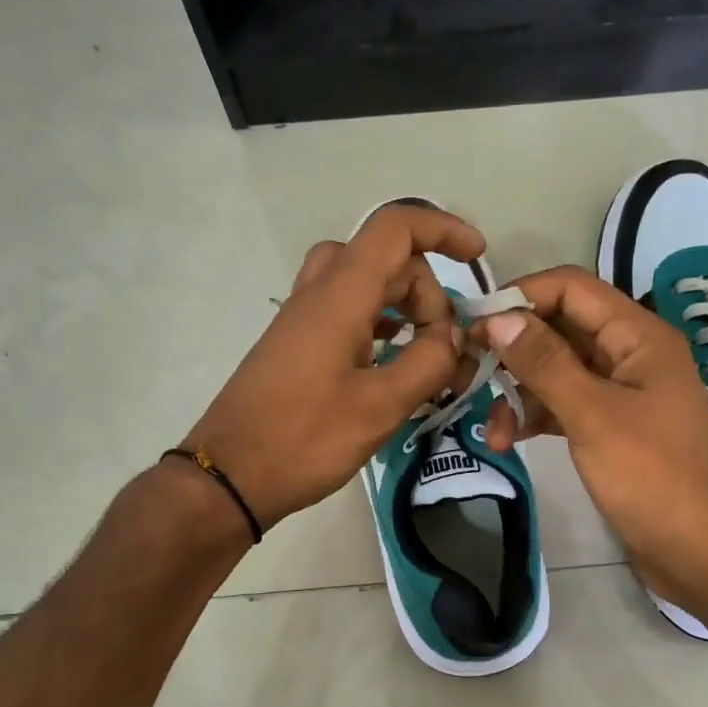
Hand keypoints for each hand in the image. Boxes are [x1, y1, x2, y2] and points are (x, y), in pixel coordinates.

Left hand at [183, 204, 486, 528]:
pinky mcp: (295, 346)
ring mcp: (302, 319)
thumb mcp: (380, 407)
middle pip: (384, 258)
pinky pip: (344, 311)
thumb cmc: (305, 440)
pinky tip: (392, 363)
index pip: (395, 230)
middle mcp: (317, 294)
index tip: (477, 257)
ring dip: (402, 305)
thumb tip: (453, 337)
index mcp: (339, 297)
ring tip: (425, 351)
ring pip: (362, 283)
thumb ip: (427, 363)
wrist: (230, 476)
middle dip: (426, 290)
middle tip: (444, 346)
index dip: (442, 230)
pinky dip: (377, 324)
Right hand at [474, 265, 707, 605]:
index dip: (520, 297)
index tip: (471, 325)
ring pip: (558, 372)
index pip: (571, 289)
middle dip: (513, 350)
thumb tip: (496, 317)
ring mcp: (622, 393)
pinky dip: (536, 417)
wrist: (700, 552)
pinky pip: (565, 406)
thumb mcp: (593, 415)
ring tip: (492, 431)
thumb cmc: (652, 478)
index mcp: (638, 336)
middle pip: (560, 330)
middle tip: (466, 374)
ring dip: (520, 393)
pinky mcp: (612, 428)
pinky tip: (510, 441)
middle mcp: (631, 355)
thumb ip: (545, 363)